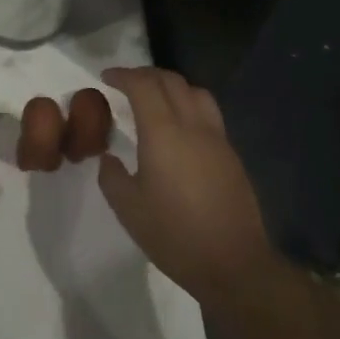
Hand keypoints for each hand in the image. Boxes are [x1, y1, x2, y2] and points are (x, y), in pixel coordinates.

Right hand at [98, 67, 274, 303]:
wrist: (234, 264)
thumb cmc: (175, 235)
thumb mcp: (128, 209)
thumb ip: (112, 176)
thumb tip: (110, 158)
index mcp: (163, 133)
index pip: (143, 85)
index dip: (123, 75)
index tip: (106, 78)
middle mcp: (192, 125)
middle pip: (170, 81)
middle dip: (145, 75)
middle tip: (125, 83)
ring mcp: (216, 138)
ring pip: (195, 91)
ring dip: (171, 85)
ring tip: (155, 98)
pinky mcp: (231, 154)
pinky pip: (208, 113)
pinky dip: (189, 104)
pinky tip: (179, 127)